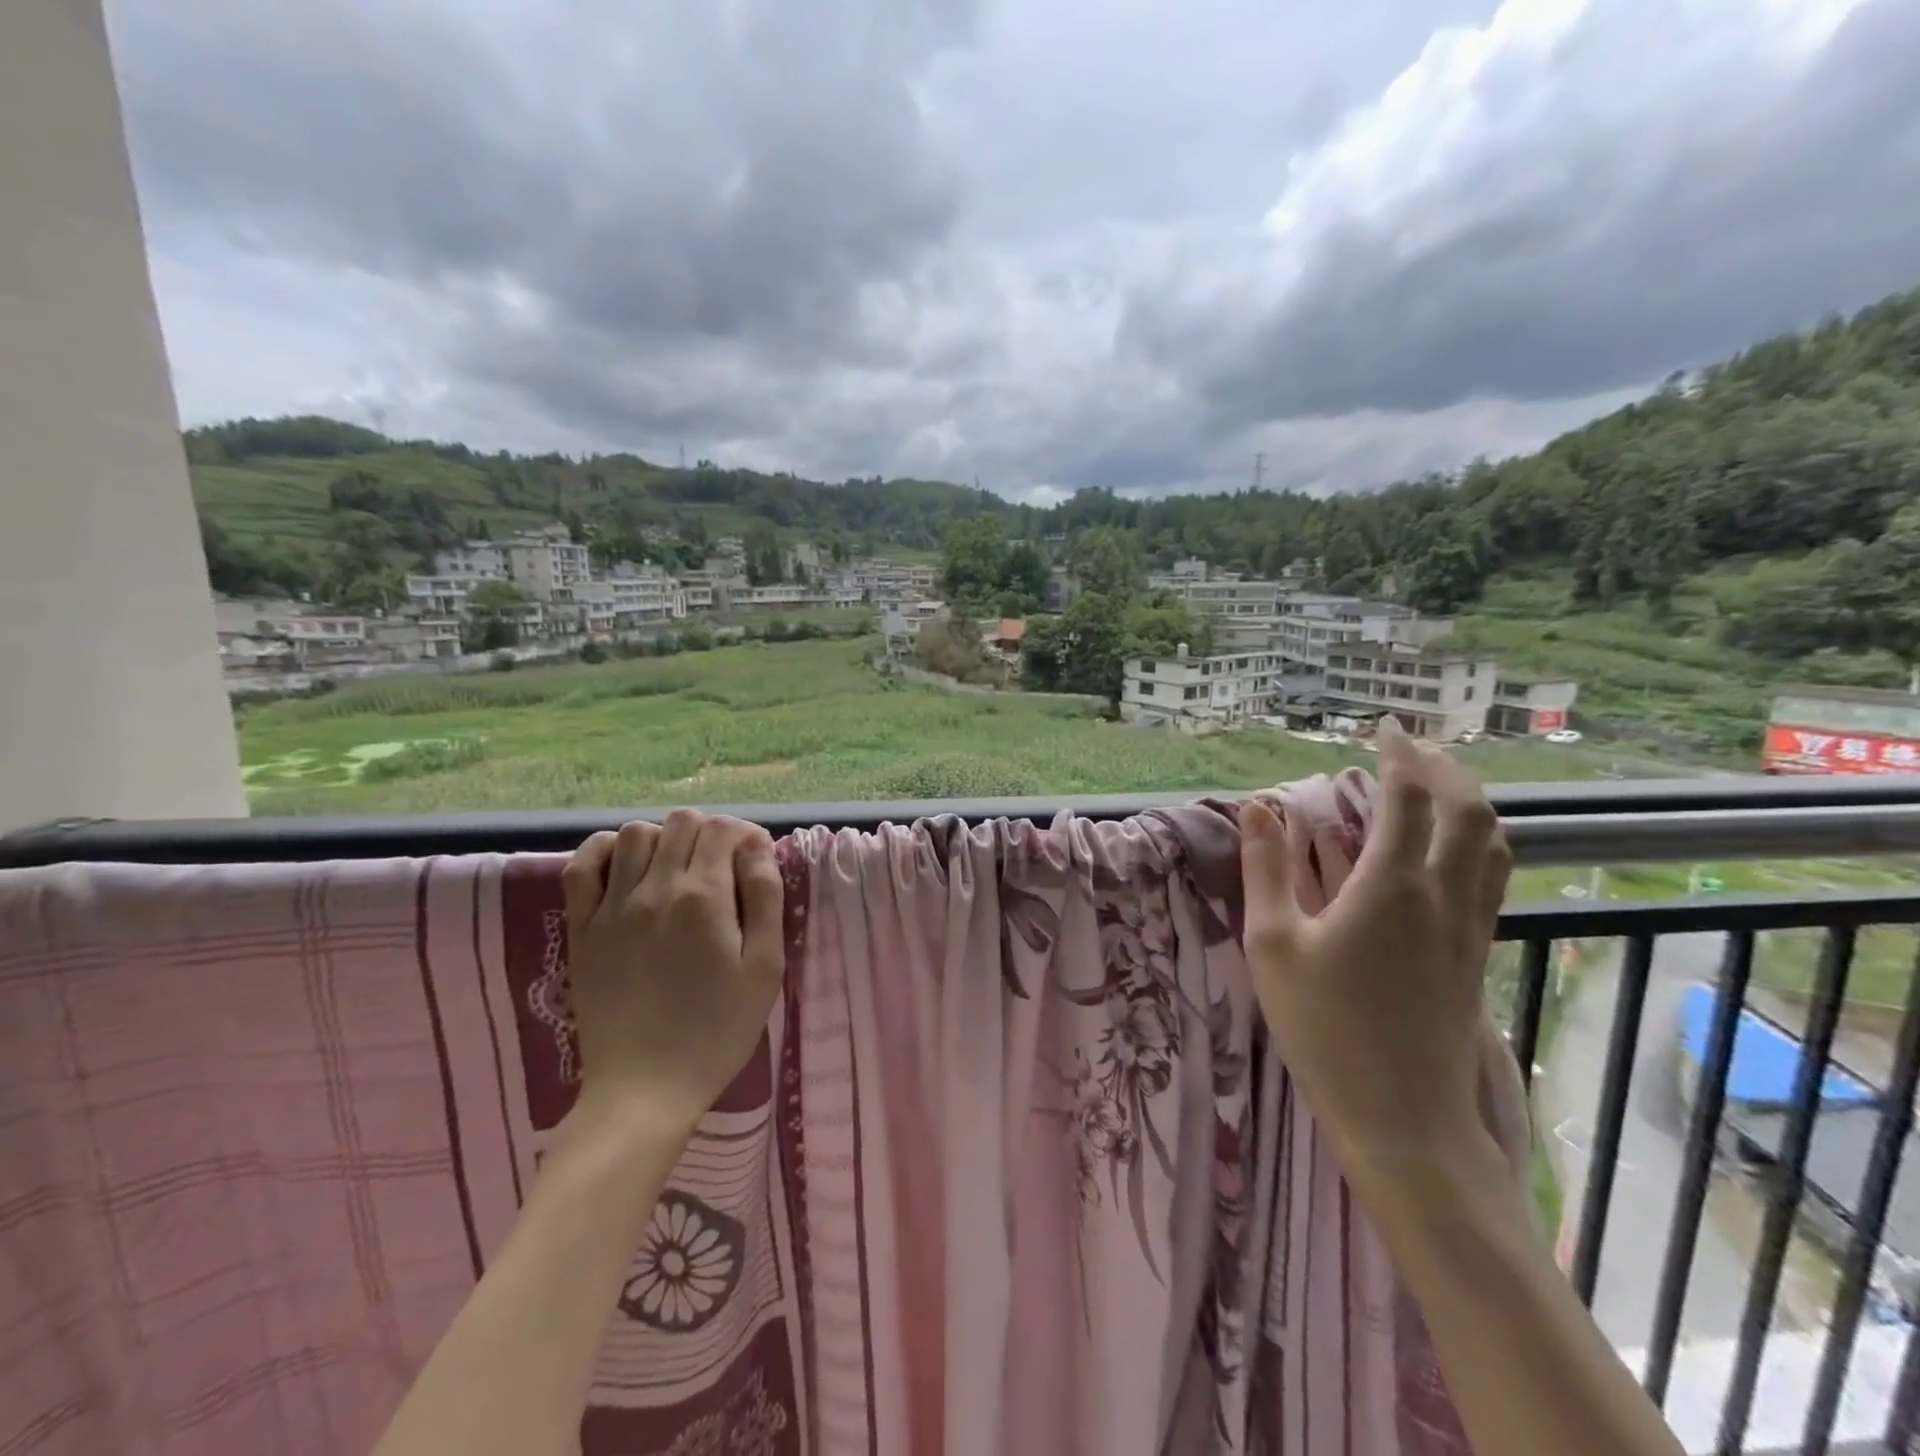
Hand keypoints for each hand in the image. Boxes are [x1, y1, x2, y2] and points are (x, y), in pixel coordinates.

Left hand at [561, 810, 785, 1132]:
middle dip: (710, 833)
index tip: (754, 861)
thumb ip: (765, 898)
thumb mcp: (765, 967)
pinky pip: (582, 865)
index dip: (745, 836)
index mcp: (704, 898)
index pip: (723, 830)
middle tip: (722, 868)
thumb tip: (757, 847)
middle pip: (682, 823)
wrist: (645, 1089)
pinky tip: (625, 867)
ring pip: (635, 833)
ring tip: (677, 869)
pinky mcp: (582, 927)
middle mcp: (655, 889)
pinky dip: (604, 851)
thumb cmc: (718, 1030)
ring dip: (663, 838)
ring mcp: (612, 907)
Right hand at [1240, 718, 1512, 1180]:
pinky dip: (1478, 841)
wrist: (1402, 1116)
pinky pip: (1492, 877)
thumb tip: (1259, 807)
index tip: (1383, 730)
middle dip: (1443, 769)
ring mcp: (1469, 927)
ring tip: (1439, 785)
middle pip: (1467, 811)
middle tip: (1412, 749)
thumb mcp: (1274, 944)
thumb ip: (1266, 869)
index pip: (1409, 798)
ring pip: (1492, 843)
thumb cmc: (1324, 1027)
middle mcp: (1442, 896)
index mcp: (1391, 886)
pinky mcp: (1476, 954)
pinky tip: (1451, 850)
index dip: (1399, 756)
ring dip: (1470, 801)